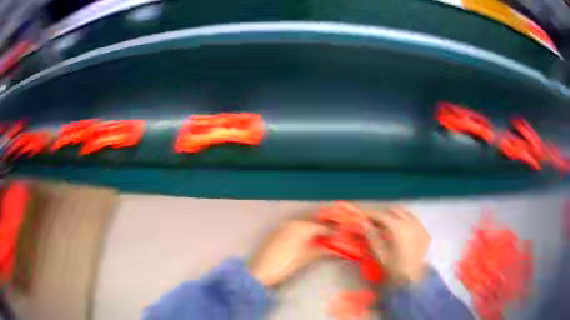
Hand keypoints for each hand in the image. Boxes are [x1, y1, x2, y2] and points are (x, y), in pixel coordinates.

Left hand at [249, 220, 328, 286]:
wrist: (261, 271)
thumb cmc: (286, 264)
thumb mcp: (306, 257)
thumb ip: (322, 250)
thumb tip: (335, 248)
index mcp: (301, 226)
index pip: (321, 227)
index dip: (331, 233)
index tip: (339, 238)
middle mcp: (291, 222)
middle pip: (311, 225)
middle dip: (321, 232)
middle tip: (330, 240)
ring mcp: (282, 227)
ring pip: (301, 227)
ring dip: (311, 233)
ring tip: (319, 243)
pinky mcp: (275, 233)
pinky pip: (292, 231)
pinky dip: (300, 235)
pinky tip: (304, 243)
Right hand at [365, 207, 430, 284]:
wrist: (413, 280)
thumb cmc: (394, 269)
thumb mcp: (380, 254)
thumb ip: (371, 236)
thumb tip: (363, 222)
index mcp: (399, 228)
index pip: (382, 215)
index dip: (370, 214)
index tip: (361, 215)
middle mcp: (412, 223)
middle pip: (394, 210)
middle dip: (382, 212)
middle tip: (372, 220)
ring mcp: (421, 227)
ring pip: (405, 212)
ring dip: (393, 215)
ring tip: (384, 223)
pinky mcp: (425, 232)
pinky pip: (414, 220)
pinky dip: (404, 220)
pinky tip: (399, 229)